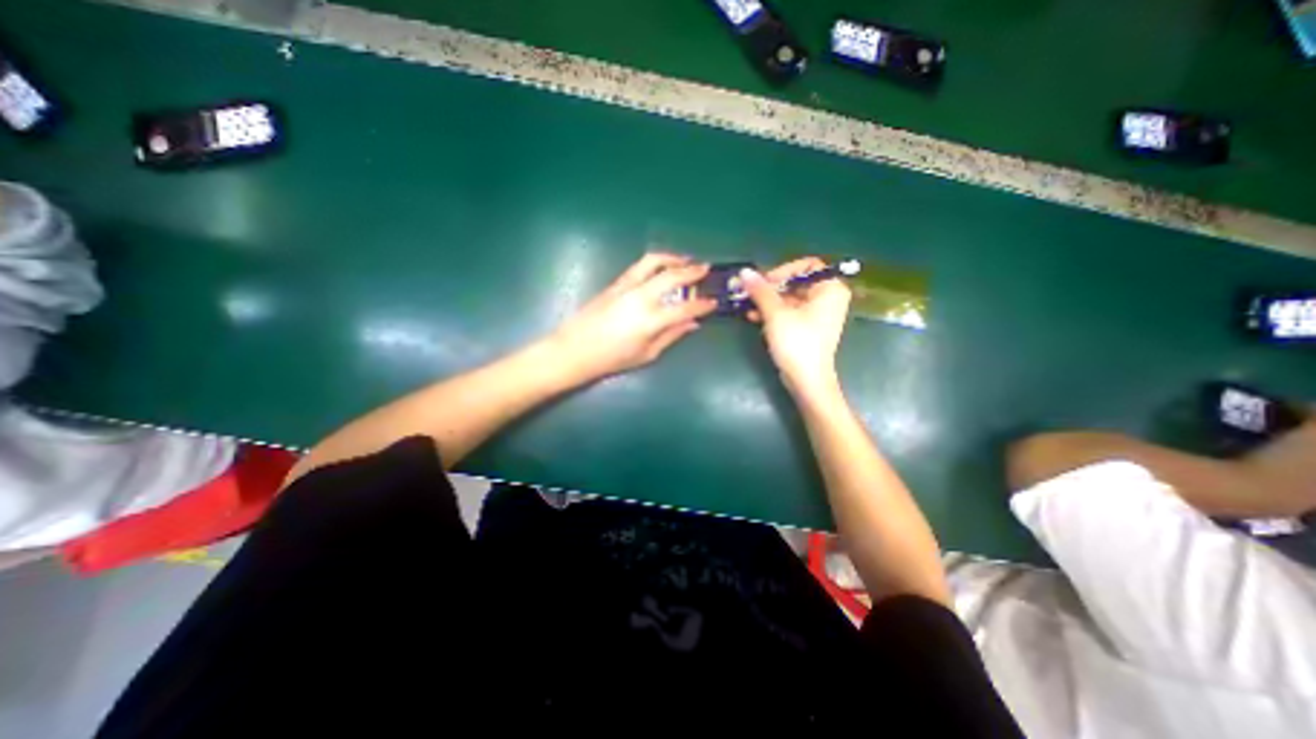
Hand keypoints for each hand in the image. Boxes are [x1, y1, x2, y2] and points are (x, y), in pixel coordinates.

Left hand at [545, 250, 716, 383]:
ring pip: (654, 262)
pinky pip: (640, 266)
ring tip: (685, 260)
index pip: (685, 307)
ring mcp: (627, 286)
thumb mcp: (647, 354)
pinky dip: (656, 262)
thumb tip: (692, 324)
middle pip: (672, 276)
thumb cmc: (612, 359)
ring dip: (673, 258)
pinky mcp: (616, 283)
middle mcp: (641, 297)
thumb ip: (671, 335)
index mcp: (651, 320)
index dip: (703, 304)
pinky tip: (662, 267)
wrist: (575, 349)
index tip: (713, 302)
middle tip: (705, 269)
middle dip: (693, 271)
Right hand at [740, 259, 853, 398]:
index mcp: (830, 289)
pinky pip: (788, 313)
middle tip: (748, 292)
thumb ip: (761, 290)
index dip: (783, 270)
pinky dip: (772, 313)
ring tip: (745, 305)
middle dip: (769, 288)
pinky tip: (753, 317)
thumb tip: (744, 271)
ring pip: (788, 299)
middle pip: (795, 282)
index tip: (764, 281)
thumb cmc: (797, 343)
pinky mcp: (806, 328)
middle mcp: (827, 298)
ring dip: (766, 301)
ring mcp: (816, 315)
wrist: (806, 380)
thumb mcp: (776, 313)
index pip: (806, 266)